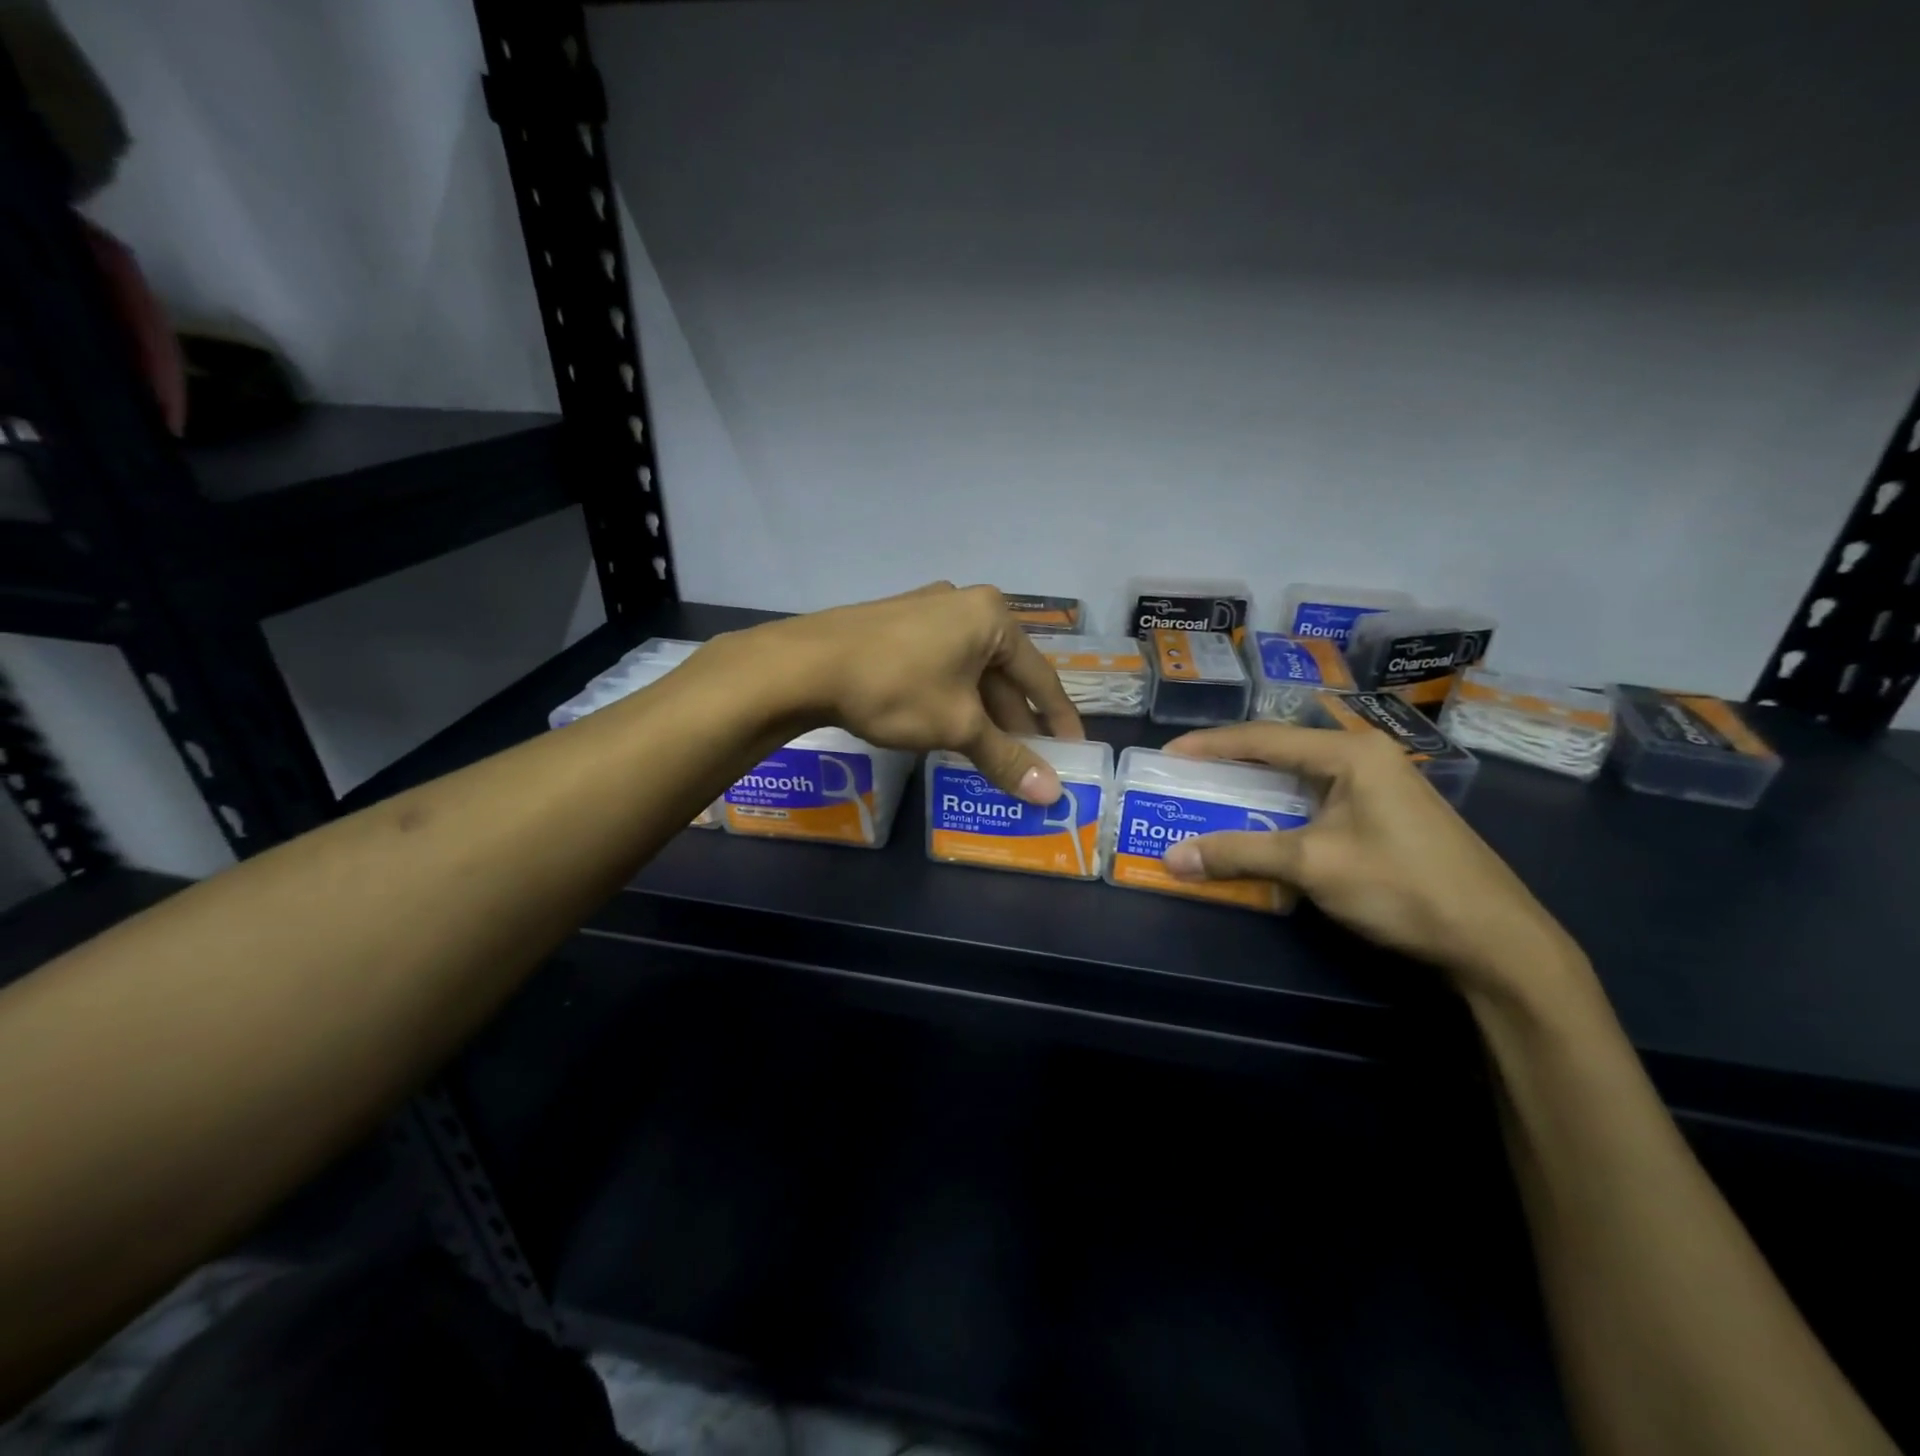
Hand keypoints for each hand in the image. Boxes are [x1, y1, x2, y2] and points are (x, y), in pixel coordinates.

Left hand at [742, 583, 1083, 803]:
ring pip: (969, 670)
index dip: (1058, 718)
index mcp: (991, 618)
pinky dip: (952, 697)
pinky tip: (948, 726)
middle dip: (1015, 720)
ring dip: (982, 712)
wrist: (805, 665)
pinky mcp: (895, 624)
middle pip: (1003, 672)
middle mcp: (964, 604)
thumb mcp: (958, 726)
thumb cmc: (897, 688)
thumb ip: (1006, 758)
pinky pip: (940, 665)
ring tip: (991, 751)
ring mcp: (925, 610)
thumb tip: (1051, 795)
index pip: (1040, 676)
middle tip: (1030, 759)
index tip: (1073, 749)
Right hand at [1160, 722, 1581, 997]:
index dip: (1210, 745)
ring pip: (1302, 777)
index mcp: (1350, 753)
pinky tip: (1266, 827)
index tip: (1168, 755)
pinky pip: (1321, 800)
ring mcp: (1383, 785)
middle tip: (1187, 777)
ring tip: (1216, 799)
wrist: (1496, 940)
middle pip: (1283, 751)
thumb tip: (1171, 859)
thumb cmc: (1401, 887)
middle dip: (1232, 764)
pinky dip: (1284, 810)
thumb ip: (1239, 854)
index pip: (1263, 738)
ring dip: (1258, 789)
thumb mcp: (1311, 865)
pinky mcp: (1389, 815)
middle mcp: (1367, 757)